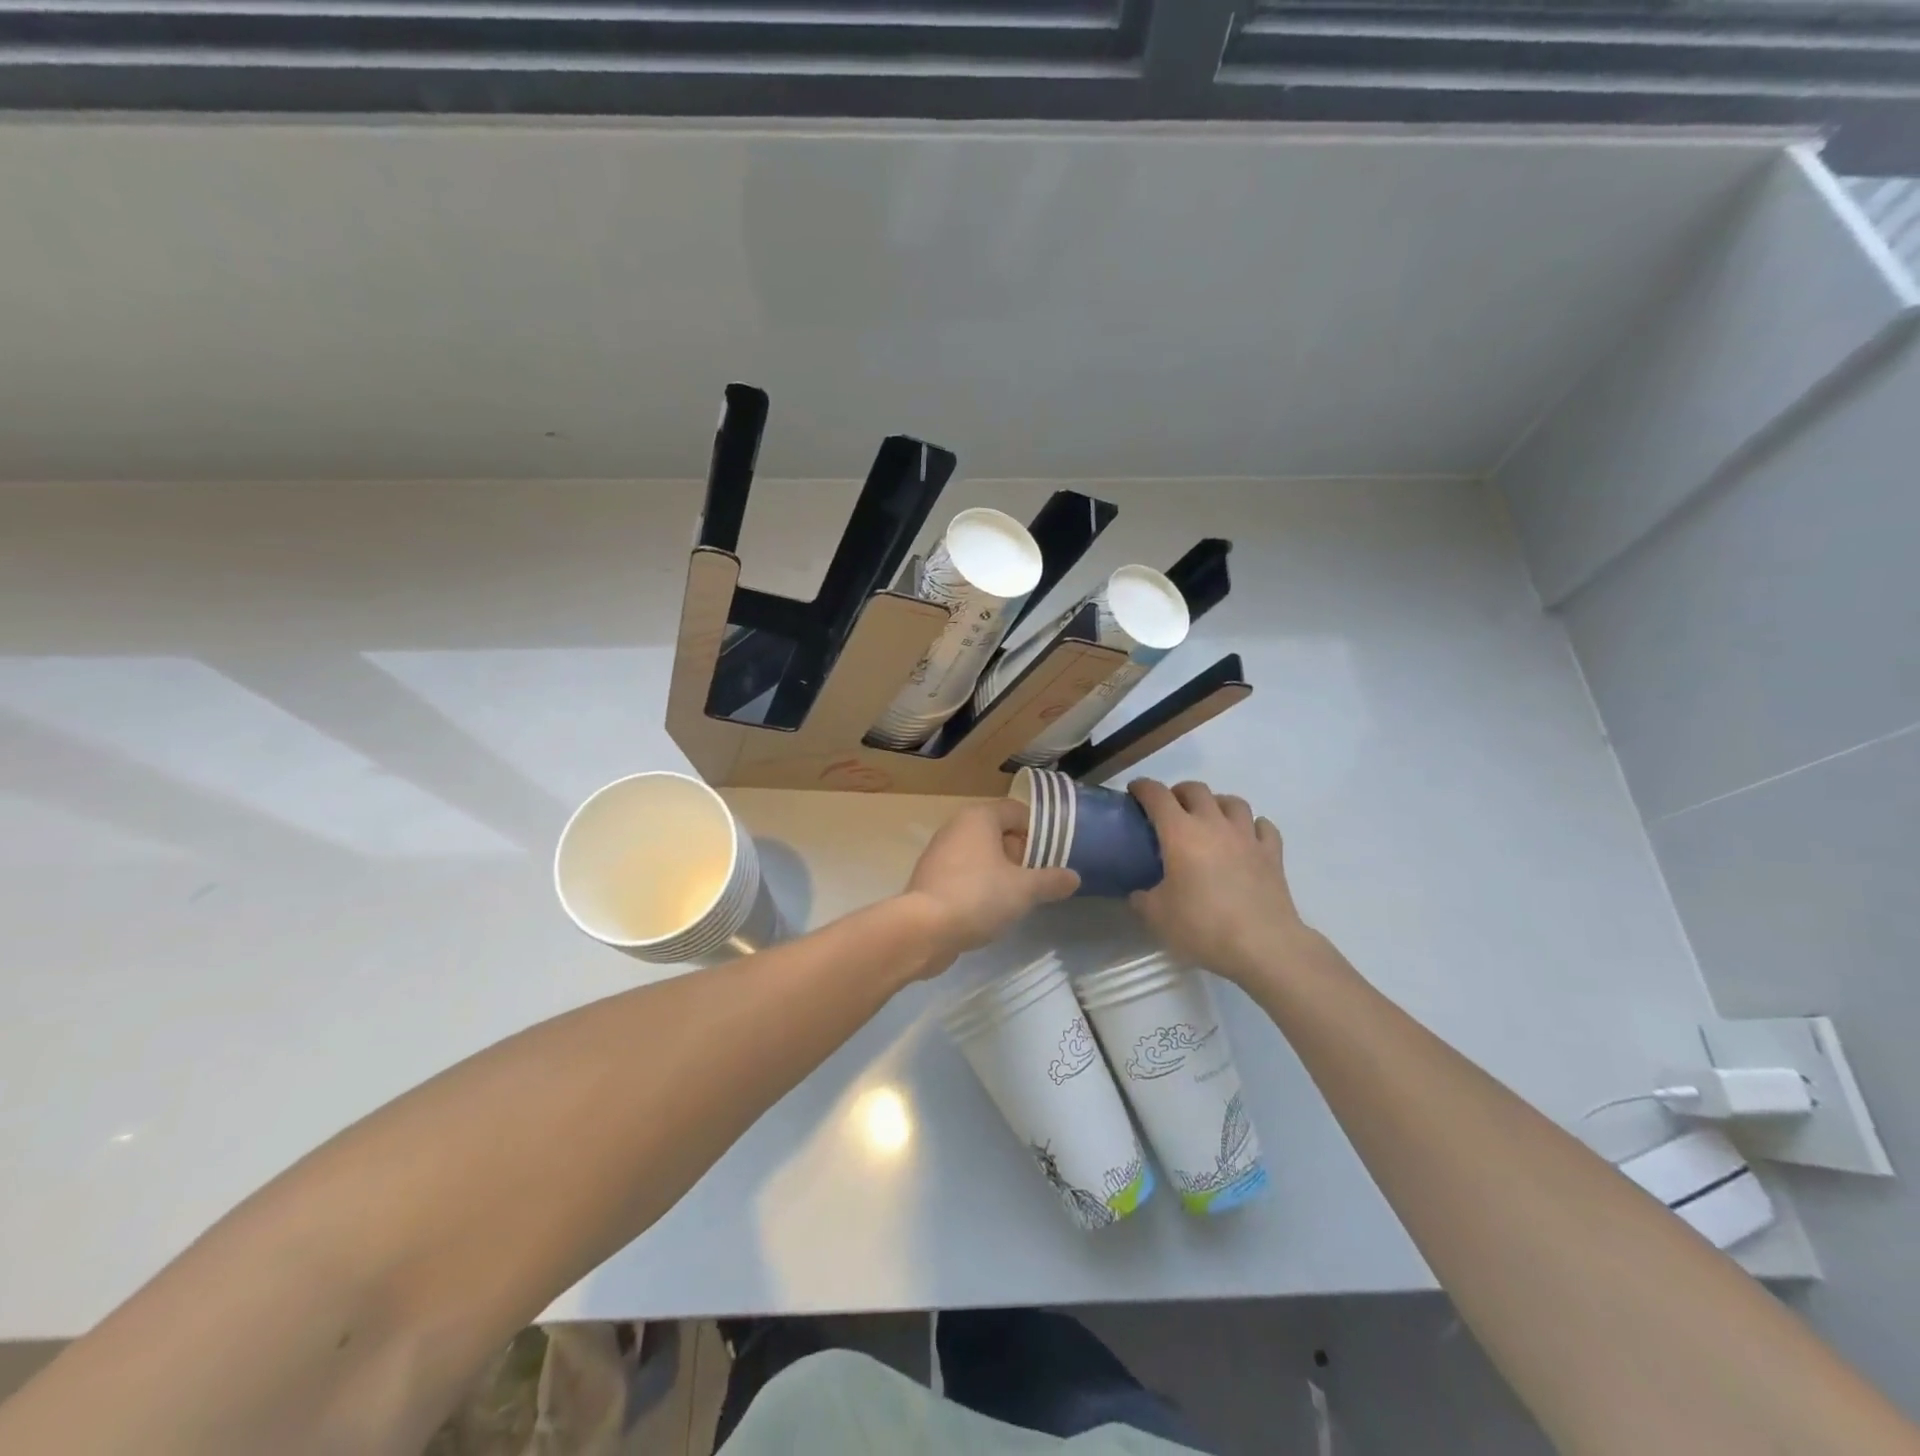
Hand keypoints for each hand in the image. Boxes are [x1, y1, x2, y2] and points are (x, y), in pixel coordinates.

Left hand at [904, 799, 1078, 962]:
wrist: (924, 929)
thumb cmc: (979, 896)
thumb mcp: (1025, 889)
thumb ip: (1052, 881)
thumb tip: (1073, 877)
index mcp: (979, 817)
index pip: (1017, 811)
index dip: (1039, 831)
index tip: (1054, 856)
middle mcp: (956, 827)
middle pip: (999, 832)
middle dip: (1021, 854)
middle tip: (1039, 879)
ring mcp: (939, 852)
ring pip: (981, 855)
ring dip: (1001, 872)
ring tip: (1018, 898)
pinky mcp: (930, 878)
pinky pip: (964, 874)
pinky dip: (980, 885)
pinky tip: (990, 910)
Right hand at [1128, 779, 1308, 983]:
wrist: (1263, 946)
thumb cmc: (1203, 926)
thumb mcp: (1157, 917)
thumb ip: (1143, 899)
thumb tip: (1139, 893)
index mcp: (1180, 833)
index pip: (1157, 795)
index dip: (1143, 787)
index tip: (1134, 791)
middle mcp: (1214, 825)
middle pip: (1196, 790)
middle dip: (1179, 792)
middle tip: (1170, 809)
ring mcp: (1247, 837)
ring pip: (1233, 802)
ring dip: (1217, 803)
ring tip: (1209, 818)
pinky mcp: (1272, 854)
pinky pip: (1263, 827)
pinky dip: (1253, 826)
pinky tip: (1246, 837)